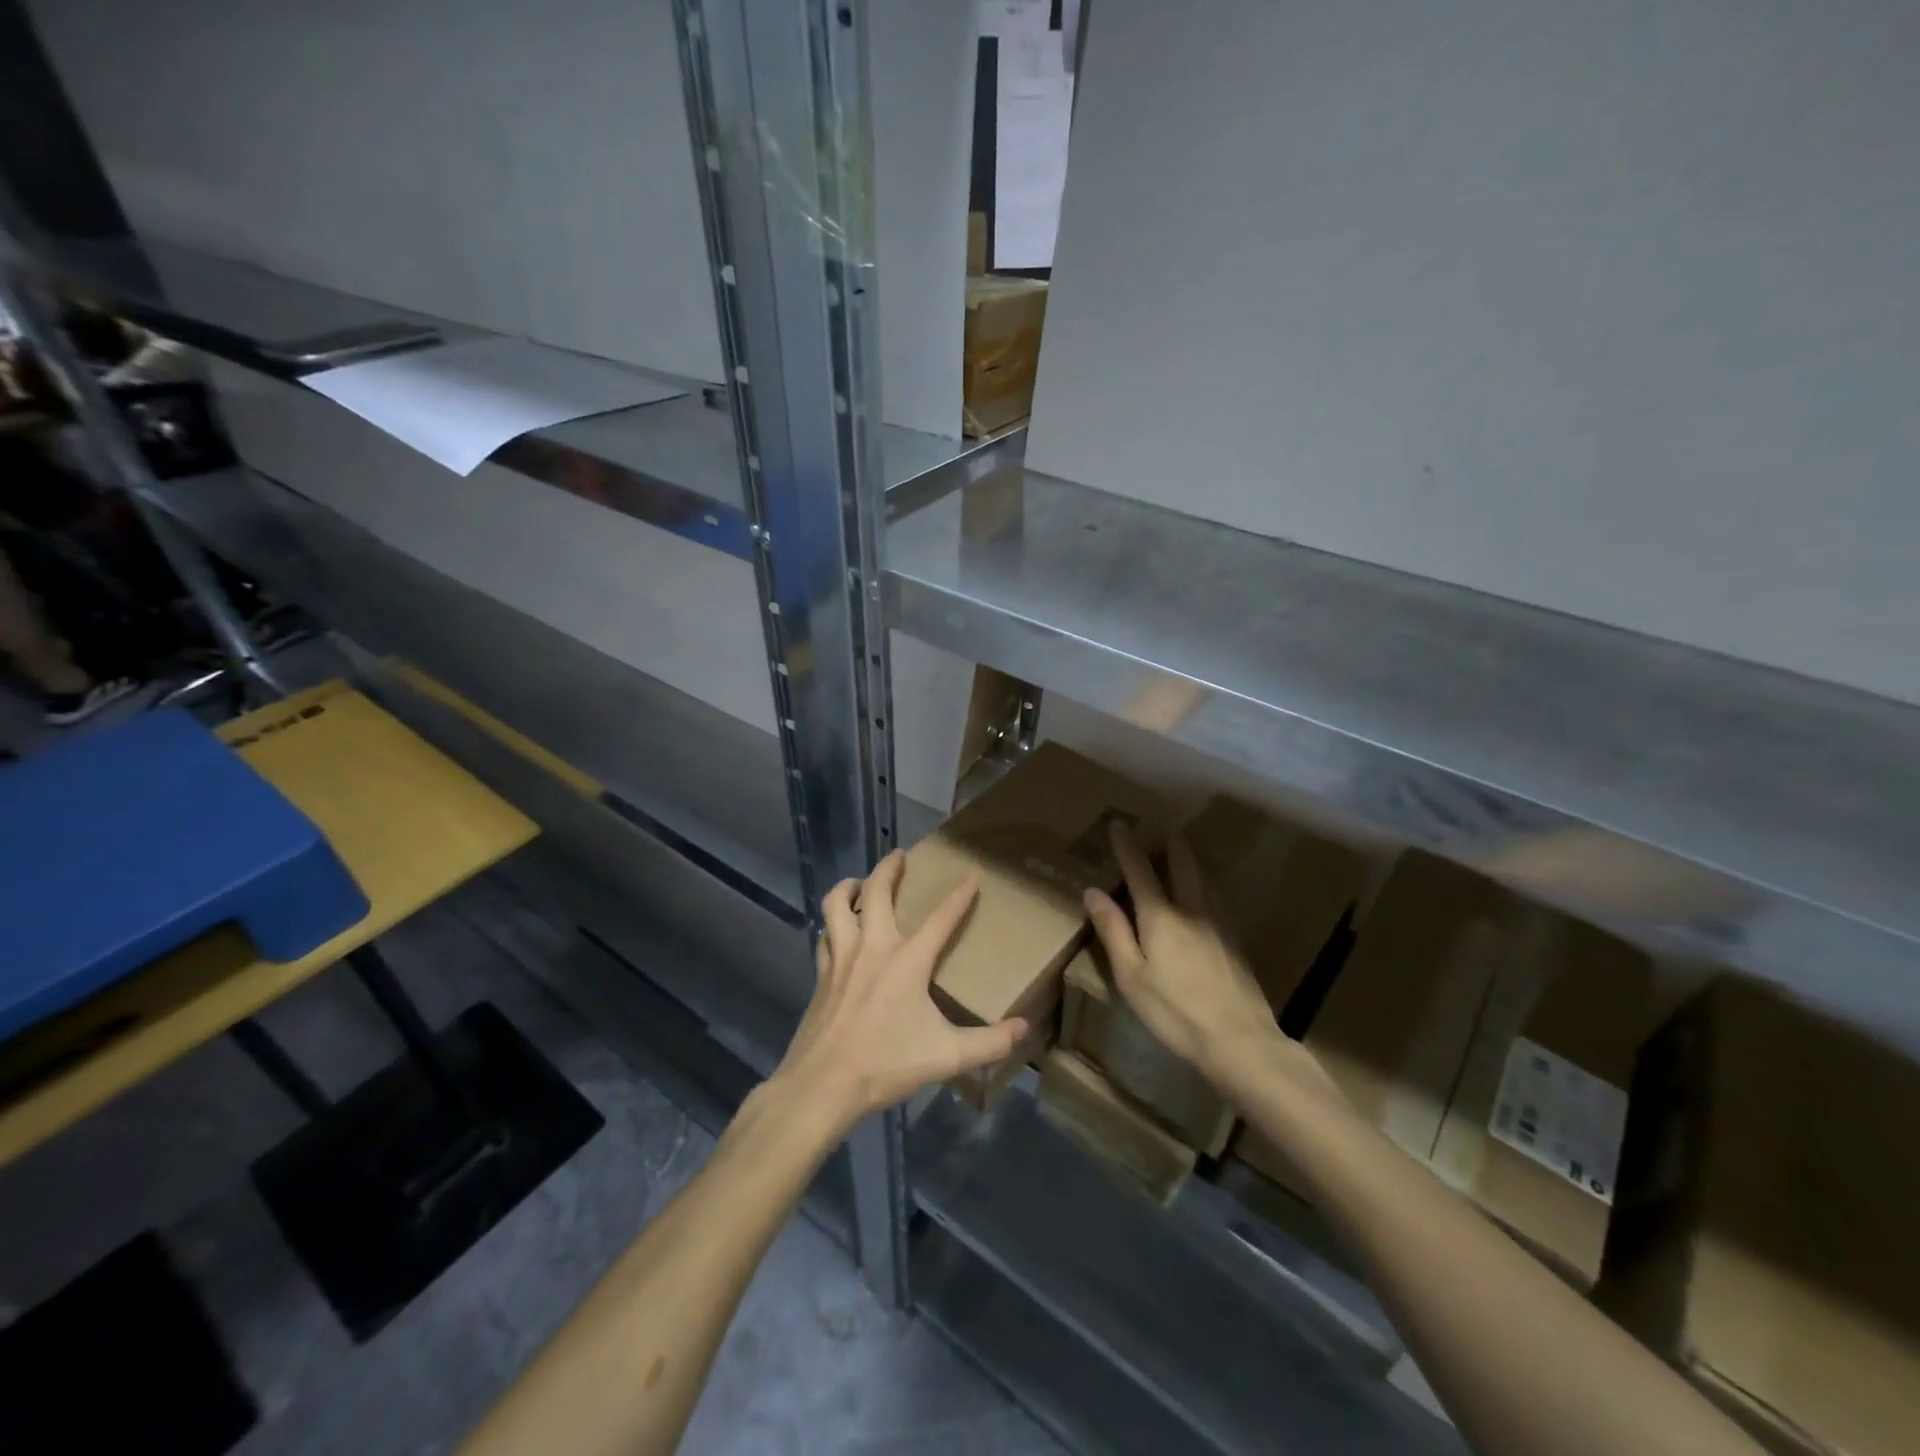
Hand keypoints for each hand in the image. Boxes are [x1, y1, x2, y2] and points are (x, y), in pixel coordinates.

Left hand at [771, 850, 1028, 1133]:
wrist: (821, 1085)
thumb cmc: (886, 1065)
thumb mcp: (946, 1057)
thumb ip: (989, 1043)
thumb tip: (1024, 1029)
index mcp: (907, 960)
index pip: (941, 917)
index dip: (960, 895)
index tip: (973, 874)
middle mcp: (873, 947)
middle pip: (876, 891)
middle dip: (889, 867)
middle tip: (900, 855)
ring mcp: (841, 958)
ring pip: (837, 904)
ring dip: (849, 887)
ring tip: (859, 883)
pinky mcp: (821, 975)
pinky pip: (824, 935)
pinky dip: (831, 924)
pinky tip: (836, 931)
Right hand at [1083, 825, 1282, 1082]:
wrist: (1239, 1041)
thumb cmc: (1174, 1011)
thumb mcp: (1131, 975)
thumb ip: (1113, 931)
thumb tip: (1093, 891)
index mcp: (1160, 916)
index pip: (1140, 870)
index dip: (1128, 846)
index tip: (1119, 824)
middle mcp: (1191, 910)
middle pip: (1182, 865)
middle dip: (1170, 844)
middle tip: (1161, 829)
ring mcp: (1218, 925)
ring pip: (1203, 879)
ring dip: (1189, 860)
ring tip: (1181, 852)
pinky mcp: (1233, 943)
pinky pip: (1213, 899)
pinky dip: (1202, 884)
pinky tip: (1201, 896)